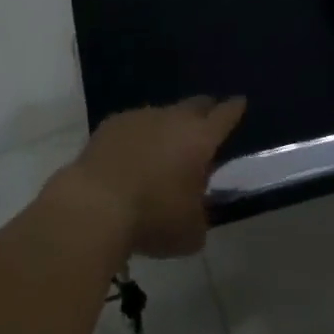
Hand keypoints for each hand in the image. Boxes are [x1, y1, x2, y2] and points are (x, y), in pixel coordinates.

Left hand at [58, 97, 244, 258]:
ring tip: (164, 148)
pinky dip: (138, 136)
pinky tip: (132, 156)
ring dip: (168, 127)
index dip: (234, 109)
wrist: (94, 206)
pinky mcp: (111, 124)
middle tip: (206, 122)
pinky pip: (133, 125)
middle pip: (196, 104)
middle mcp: (173, 119)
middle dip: (205, 111)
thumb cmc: (152, 218)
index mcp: (200, 139)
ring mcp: (140, 117)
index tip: (240, 102)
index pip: (225, 115)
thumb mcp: (191, 231)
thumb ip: (201, 214)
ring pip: (162, 114)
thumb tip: (196, 207)